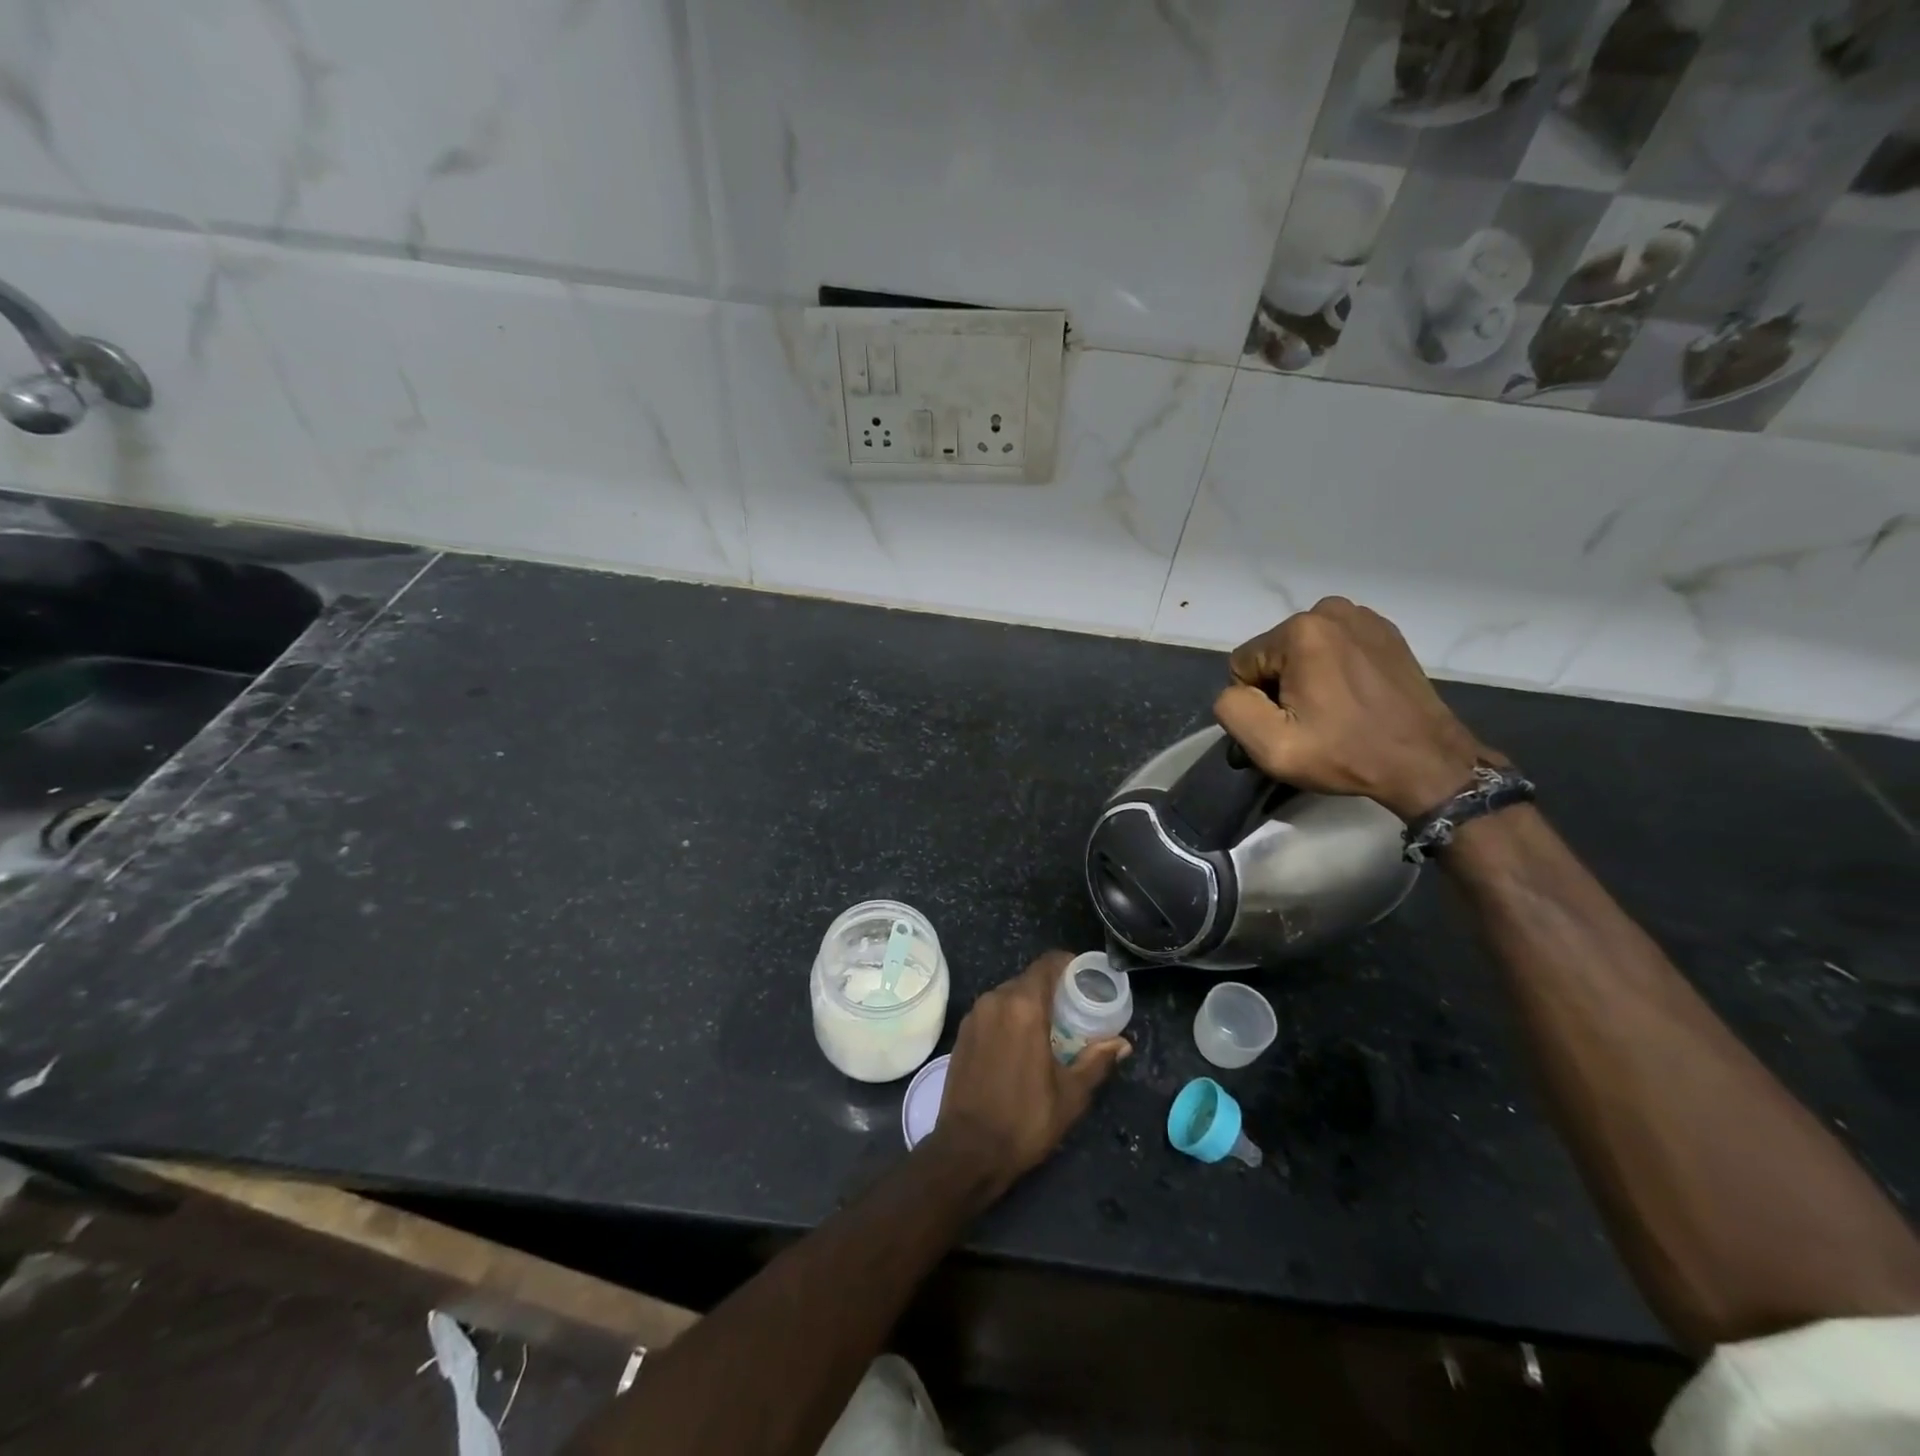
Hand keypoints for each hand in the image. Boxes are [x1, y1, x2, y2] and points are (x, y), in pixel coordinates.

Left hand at [926, 951, 1129, 1197]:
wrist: (967, 1151)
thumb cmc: (1025, 1120)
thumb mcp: (1071, 1094)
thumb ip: (1096, 1061)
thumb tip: (1122, 1044)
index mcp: (1023, 1006)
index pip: (1047, 964)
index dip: (1069, 964)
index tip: (1087, 979)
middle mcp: (994, 1000)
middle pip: (1028, 979)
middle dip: (1052, 989)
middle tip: (1076, 1010)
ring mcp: (974, 1015)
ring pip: (1008, 995)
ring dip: (1030, 1004)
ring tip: (1052, 1029)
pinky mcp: (962, 1033)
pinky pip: (992, 1012)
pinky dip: (1009, 1018)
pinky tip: (1022, 1044)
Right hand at [1213, 597, 1495, 820]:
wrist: (1427, 762)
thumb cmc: (1346, 753)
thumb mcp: (1271, 746)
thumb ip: (1231, 709)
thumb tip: (1236, 692)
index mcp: (1299, 631)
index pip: (1243, 664)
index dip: (1256, 702)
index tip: (1290, 725)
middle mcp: (1329, 611)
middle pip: (1273, 654)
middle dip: (1281, 687)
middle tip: (1312, 722)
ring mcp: (1362, 617)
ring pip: (1301, 650)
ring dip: (1306, 678)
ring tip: (1334, 711)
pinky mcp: (1385, 631)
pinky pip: (1333, 647)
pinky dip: (1334, 670)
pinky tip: (1354, 698)